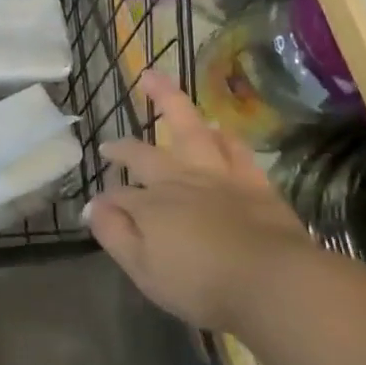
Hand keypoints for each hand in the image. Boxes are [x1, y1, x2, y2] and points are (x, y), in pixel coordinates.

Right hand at [88, 71, 318, 332]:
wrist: (273, 282)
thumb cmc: (201, 284)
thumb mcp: (143, 268)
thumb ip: (115, 234)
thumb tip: (92, 206)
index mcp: (151, 204)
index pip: (118, 196)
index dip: (105, 202)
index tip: (96, 210)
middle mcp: (179, 180)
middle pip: (145, 152)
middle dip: (124, 146)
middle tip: (109, 143)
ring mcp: (218, 177)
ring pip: (190, 128)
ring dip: (170, 102)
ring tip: (155, 81)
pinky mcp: (254, 184)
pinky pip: (235, 150)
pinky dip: (224, 137)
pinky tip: (220, 129)